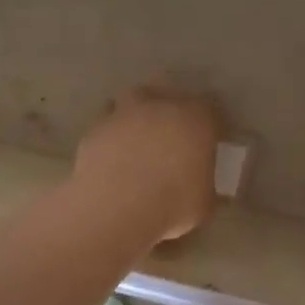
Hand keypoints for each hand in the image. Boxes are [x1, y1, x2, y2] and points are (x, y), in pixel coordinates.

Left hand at [71, 87, 223, 241]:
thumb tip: (207, 189)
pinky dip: (111, 134)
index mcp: (195, 119)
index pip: (210, 107)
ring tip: (137, 137)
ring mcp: (123, 114)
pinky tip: (112, 156)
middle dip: (170, 109)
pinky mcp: (94, 129)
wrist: (115, 210)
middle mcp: (160, 106)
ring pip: (132, 100)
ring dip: (137, 113)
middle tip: (171, 134)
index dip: (209, 122)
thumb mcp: (203, 205)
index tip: (209, 137)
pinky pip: (106, 124)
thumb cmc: (171, 206)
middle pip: (167, 94)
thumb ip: (207, 188)